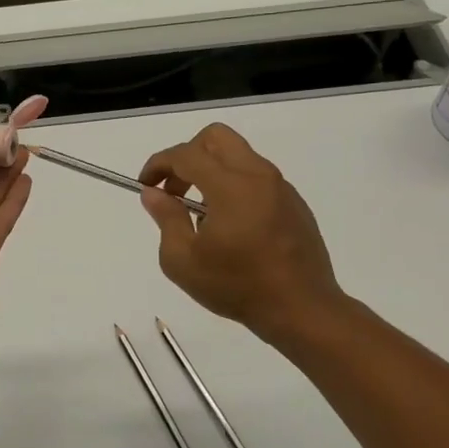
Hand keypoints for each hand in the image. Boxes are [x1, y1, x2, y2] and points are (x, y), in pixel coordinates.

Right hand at [138, 124, 344, 344]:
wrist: (302, 310)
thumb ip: (166, 219)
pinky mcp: (294, 202)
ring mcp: (281, 187)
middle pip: (216, 137)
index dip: (159, 164)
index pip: (186, 154)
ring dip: (212, 170)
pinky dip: (235, 185)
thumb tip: (154, 193)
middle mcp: (258, 176)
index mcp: (231, 186)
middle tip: (176, 189)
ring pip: (238, 155)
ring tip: (201, 213)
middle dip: (187, 154)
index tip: (146, 185)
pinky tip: (232, 225)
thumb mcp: (184, 261)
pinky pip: (257, 177)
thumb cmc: (237, 287)